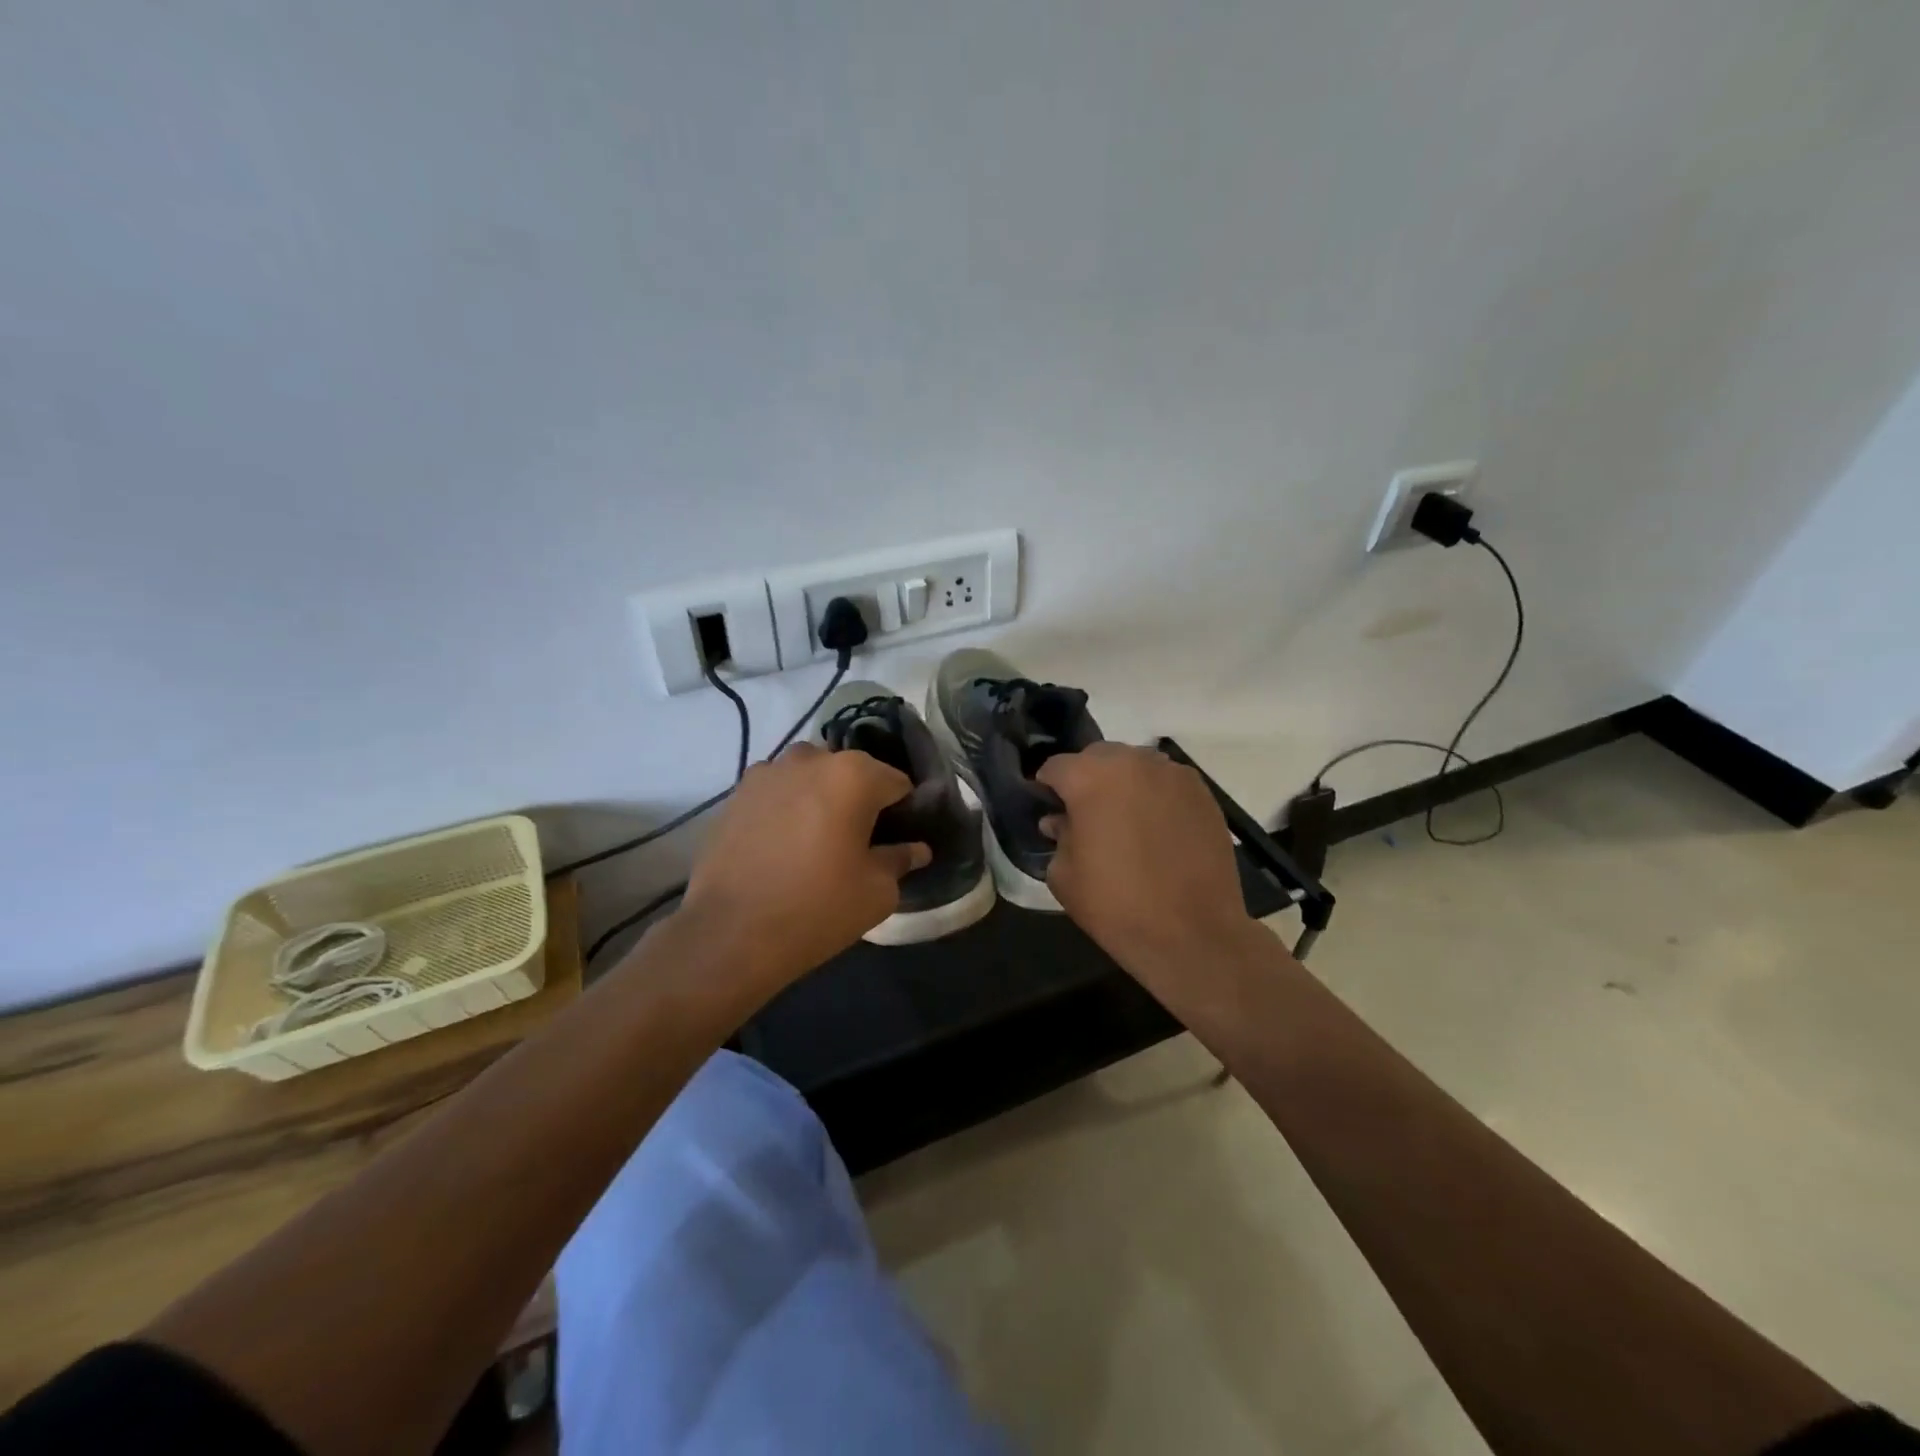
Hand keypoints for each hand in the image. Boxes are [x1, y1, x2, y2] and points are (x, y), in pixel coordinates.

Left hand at [676, 743, 929, 994]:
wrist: (729, 934)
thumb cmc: (817, 908)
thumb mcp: (876, 891)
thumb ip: (901, 859)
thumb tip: (916, 849)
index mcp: (854, 775)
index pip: (897, 782)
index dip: (904, 811)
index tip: (899, 839)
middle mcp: (811, 758)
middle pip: (851, 773)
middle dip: (860, 800)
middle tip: (858, 842)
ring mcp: (768, 771)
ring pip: (811, 777)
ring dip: (821, 798)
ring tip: (815, 841)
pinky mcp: (736, 792)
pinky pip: (777, 791)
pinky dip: (787, 807)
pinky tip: (782, 845)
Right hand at [1036, 743, 1262, 983]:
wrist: (1192, 933)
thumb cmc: (1116, 905)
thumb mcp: (1064, 875)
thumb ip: (1058, 836)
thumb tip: (1060, 821)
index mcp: (1089, 777)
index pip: (1055, 767)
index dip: (1047, 789)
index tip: (1049, 811)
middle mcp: (1132, 762)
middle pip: (1097, 757)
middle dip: (1086, 780)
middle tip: (1087, 817)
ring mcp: (1172, 774)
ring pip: (1135, 765)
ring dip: (1123, 784)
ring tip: (1125, 822)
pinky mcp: (1202, 793)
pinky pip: (1166, 783)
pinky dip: (1155, 797)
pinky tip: (1157, 831)